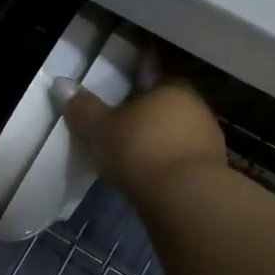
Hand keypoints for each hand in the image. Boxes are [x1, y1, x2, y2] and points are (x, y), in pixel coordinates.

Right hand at [55, 77, 226, 202]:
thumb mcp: (101, 129)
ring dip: (160, 141)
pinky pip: (183, 159)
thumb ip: (84, 108)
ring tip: (134, 156)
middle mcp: (196, 107)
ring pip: (178, 133)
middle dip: (149, 115)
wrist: (185, 197)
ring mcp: (208, 139)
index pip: (155, 76)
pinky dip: (168, 164)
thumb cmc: (140, 150)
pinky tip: (151, 176)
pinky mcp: (212, 171)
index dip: (139, 83)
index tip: (124, 94)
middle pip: (168, 106)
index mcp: (171, 88)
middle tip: (124, 127)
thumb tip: (61, 84)